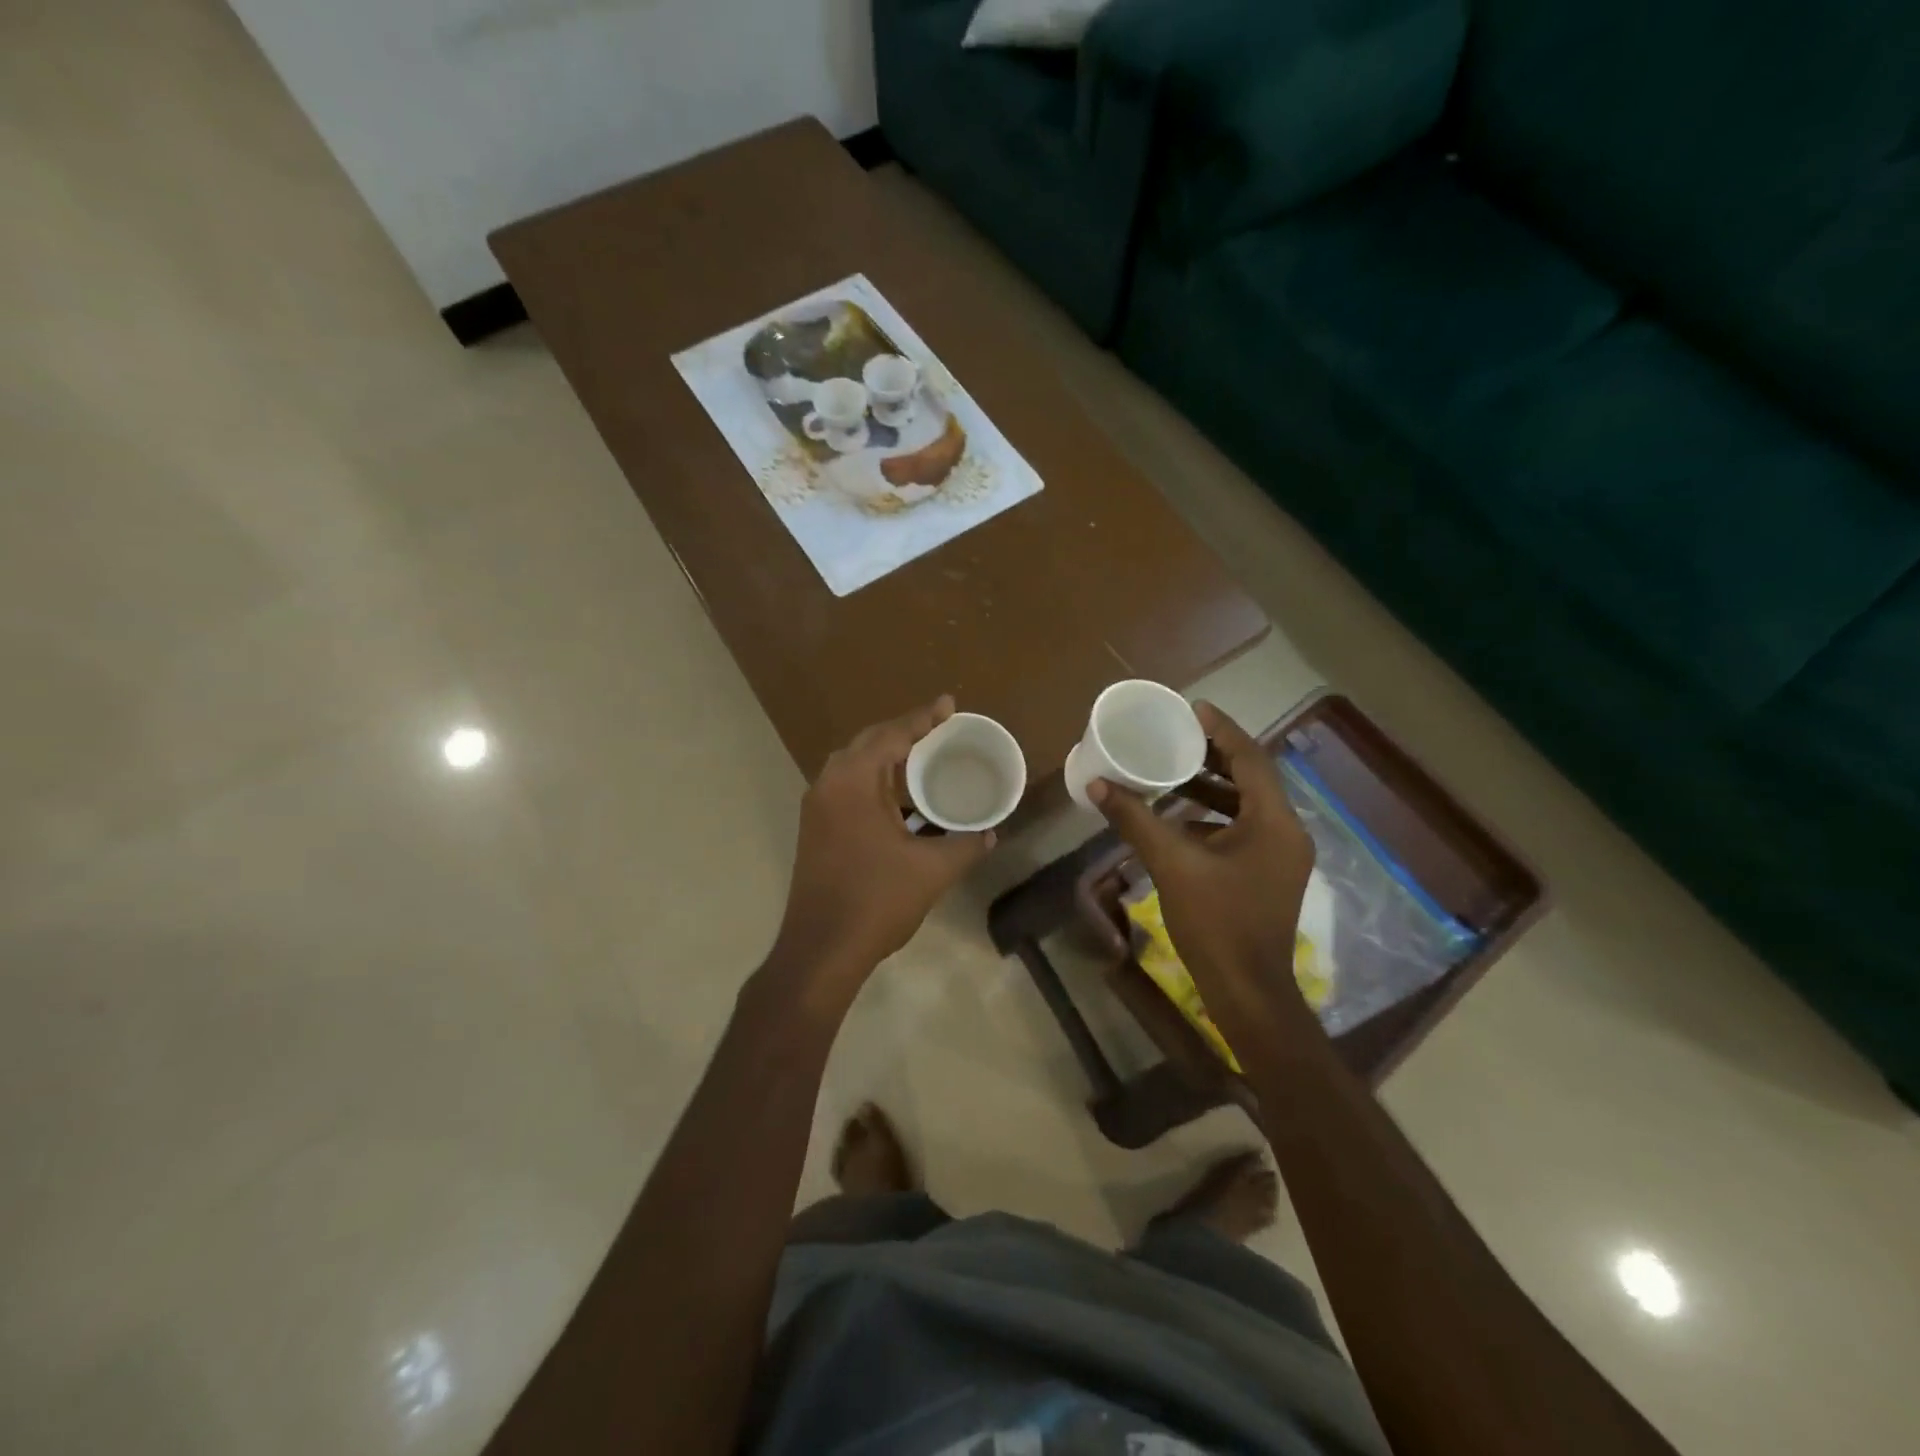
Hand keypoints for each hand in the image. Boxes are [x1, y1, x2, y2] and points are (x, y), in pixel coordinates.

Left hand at [773, 696, 995, 992]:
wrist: (821, 949)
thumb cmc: (876, 901)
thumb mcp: (931, 871)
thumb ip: (964, 846)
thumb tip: (989, 834)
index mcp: (853, 782)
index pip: (892, 736)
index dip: (923, 718)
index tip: (948, 704)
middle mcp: (829, 784)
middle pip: (869, 742)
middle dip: (904, 731)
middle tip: (939, 727)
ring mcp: (817, 807)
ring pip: (854, 765)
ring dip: (887, 756)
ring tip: (923, 755)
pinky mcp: (815, 828)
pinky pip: (847, 786)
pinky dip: (874, 780)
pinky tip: (899, 795)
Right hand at [1089, 702, 1314, 1005]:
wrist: (1247, 992)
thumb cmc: (1216, 923)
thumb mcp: (1172, 865)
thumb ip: (1136, 820)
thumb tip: (1097, 785)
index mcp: (1274, 822)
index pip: (1251, 758)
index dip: (1221, 730)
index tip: (1192, 708)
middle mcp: (1286, 832)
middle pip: (1251, 778)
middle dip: (1213, 755)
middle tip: (1176, 736)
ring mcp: (1280, 856)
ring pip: (1246, 805)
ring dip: (1211, 787)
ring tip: (1171, 771)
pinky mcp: (1268, 874)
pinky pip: (1242, 829)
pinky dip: (1212, 816)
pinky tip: (1177, 819)